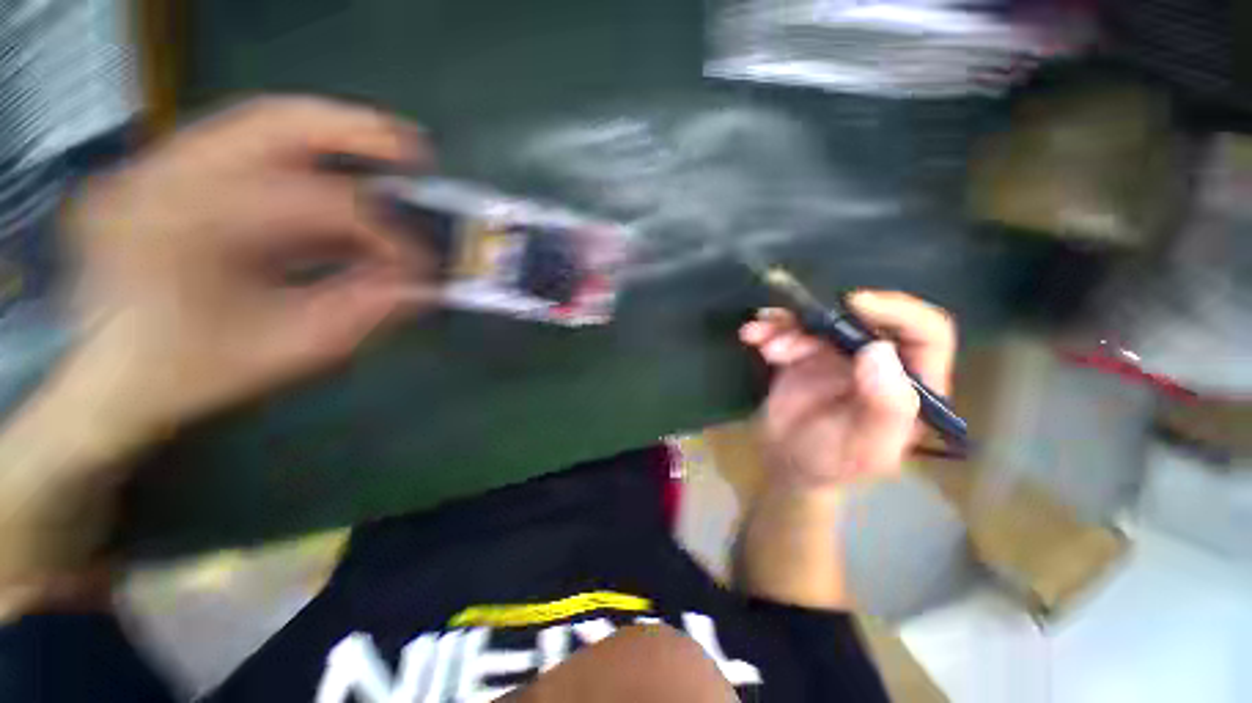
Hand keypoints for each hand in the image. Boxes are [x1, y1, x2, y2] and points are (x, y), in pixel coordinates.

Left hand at [61, 97, 431, 450]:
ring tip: (387, 149)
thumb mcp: (288, 350)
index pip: (314, 205)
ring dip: (333, 132)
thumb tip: (422, 285)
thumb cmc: (193, 371)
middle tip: (415, 151)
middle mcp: (163, 177)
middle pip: (275, 123)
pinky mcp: (164, 168)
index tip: (420, 263)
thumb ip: (364, 313)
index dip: (381, 231)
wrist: (112, 375)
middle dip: (359, 134)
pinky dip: (300, 149)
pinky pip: (244, 141)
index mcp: (186, 228)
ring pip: (260, 120)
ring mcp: (157, 164)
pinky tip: (334, 173)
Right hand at [739, 290, 955, 491]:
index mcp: (910, 384)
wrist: (784, 462)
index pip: (926, 334)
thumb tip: (879, 350)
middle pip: (863, 317)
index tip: (854, 304)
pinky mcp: (805, 353)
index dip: (898, 311)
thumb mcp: (865, 449)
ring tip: (768, 349)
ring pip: (821, 319)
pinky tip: (753, 336)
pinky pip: (790, 328)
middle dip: (824, 321)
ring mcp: (838, 354)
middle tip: (790, 337)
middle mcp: (878, 362)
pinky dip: (771, 327)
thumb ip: (885, 409)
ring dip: (789, 326)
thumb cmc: (831, 462)